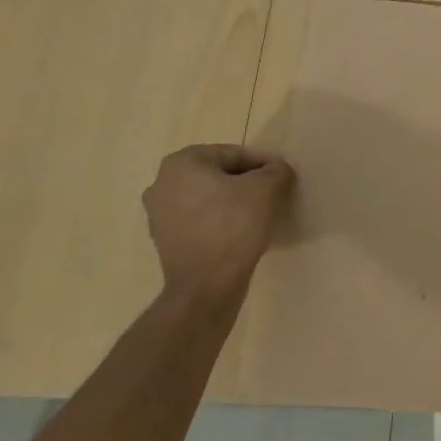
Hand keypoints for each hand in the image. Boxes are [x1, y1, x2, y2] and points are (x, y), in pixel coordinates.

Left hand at [143, 144, 295, 301]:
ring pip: (208, 198)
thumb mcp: (266, 189)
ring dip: (232, 202)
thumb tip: (277, 170)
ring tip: (259, 214)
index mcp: (182, 163)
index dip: (262, 164)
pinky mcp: (165, 242)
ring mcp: (159, 215)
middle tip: (272, 194)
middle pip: (218, 175)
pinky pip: (200, 221)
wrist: (206, 286)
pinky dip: (219, 222)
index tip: (281, 177)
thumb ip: (275, 171)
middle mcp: (162, 183)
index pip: (233, 154)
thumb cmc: (233, 226)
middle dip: (245, 182)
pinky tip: (241, 234)